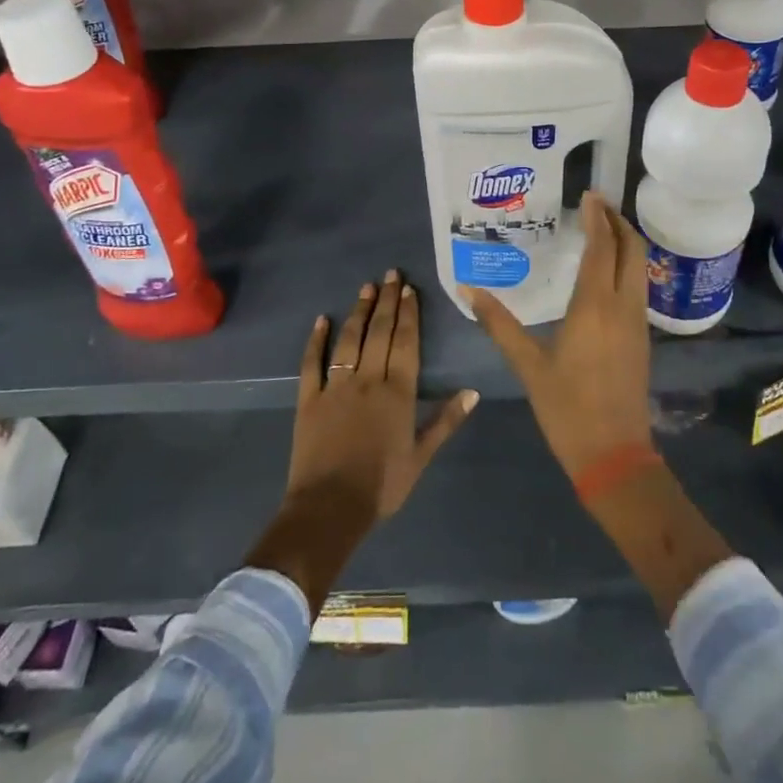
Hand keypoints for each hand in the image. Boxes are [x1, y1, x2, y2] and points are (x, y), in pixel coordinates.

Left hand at [248, 271, 477, 609]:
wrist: (329, 508)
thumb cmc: (381, 486)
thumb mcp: (421, 458)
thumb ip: (446, 421)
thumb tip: (472, 392)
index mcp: (398, 393)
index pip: (406, 343)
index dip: (409, 315)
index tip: (410, 290)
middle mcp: (368, 380)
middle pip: (380, 332)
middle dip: (387, 301)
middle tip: (391, 274)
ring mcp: (336, 386)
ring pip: (349, 340)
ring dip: (359, 311)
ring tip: (366, 287)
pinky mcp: (309, 398)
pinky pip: (312, 362)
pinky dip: (316, 340)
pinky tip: (322, 320)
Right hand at [464, 192, 652, 478]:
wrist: (614, 456)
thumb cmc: (567, 409)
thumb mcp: (528, 365)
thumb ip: (499, 325)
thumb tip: (469, 291)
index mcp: (595, 306)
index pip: (603, 247)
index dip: (598, 217)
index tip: (589, 194)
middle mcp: (623, 306)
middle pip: (632, 249)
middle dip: (619, 221)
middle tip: (598, 203)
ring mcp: (637, 322)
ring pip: (640, 267)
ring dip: (626, 241)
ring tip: (602, 228)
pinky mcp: (642, 338)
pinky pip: (639, 286)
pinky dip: (628, 264)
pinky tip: (608, 270)